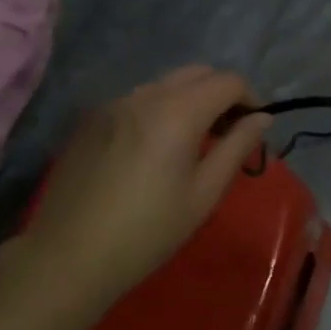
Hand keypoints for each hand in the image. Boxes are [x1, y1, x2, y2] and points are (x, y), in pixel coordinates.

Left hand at [29, 66, 271, 308]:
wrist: (68, 256)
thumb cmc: (147, 232)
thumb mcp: (203, 194)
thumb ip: (237, 147)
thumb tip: (262, 118)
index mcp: (178, 110)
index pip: (227, 81)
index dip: (250, 97)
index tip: (254, 127)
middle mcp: (146, 94)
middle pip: (197, 73)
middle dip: (220, 93)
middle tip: (227, 133)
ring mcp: (116, 103)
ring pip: (166, 84)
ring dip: (190, 99)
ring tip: (192, 142)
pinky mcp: (94, 119)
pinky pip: (139, 99)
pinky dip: (160, 109)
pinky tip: (154, 149)